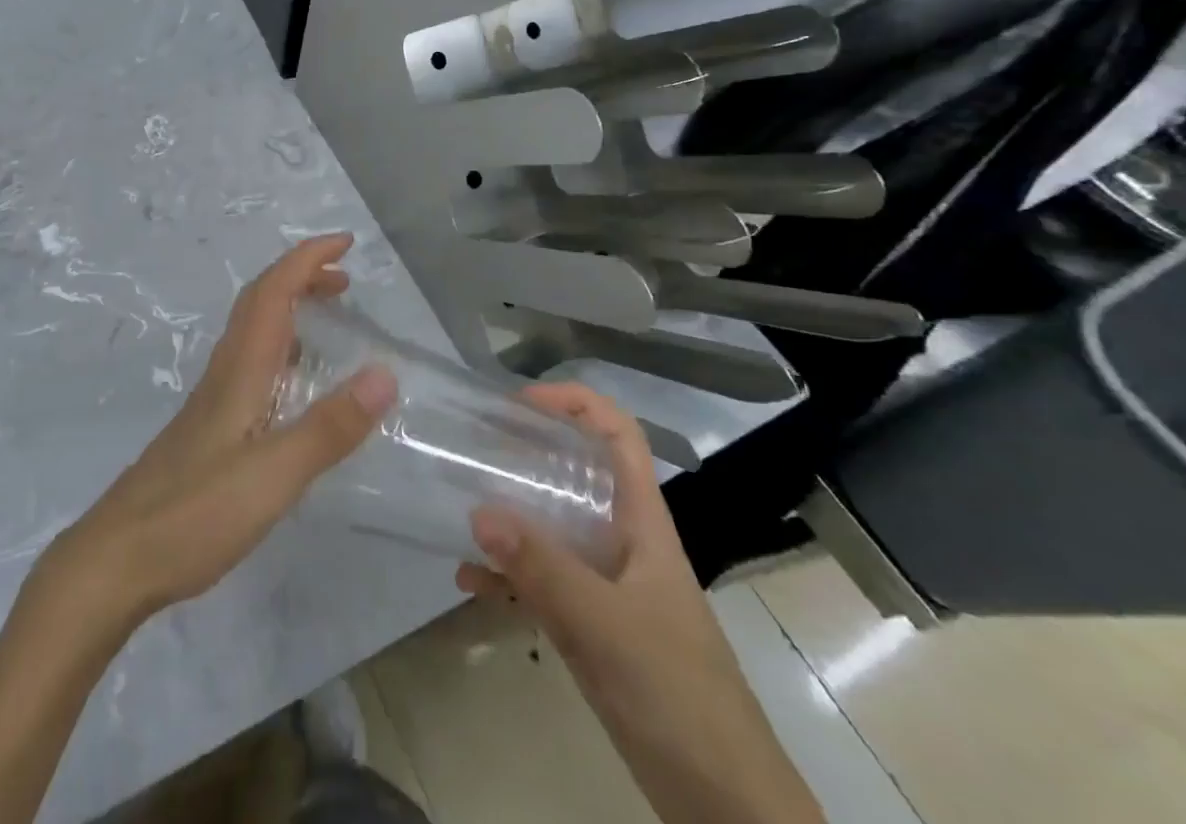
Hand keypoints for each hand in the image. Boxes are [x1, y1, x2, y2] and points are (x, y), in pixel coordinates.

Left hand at [45, 234, 395, 627]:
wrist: (117, 557)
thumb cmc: (194, 513)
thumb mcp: (274, 474)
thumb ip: (329, 427)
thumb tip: (385, 373)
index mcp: (240, 369)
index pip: (273, 291)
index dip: (308, 259)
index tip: (346, 243)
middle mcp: (225, 372)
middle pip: (260, 302)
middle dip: (301, 276)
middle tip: (346, 280)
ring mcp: (213, 399)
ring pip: (253, 331)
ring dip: (290, 308)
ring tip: (328, 317)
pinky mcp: (209, 427)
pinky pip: (250, 362)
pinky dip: (280, 347)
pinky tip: (293, 382)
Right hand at [458, 385, 823, 823]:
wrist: (725, 805)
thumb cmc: (677, 695)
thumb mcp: (606, 626)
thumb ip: (542, 568)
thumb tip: (478, 510)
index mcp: (642, 522)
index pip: (618, 435)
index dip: (575, 403)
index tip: (519, 403)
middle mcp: (623, 540)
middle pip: (576, 472)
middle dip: (527, 453)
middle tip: (473, 448)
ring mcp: (607, 583)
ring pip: (554, 525)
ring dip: (510, 515)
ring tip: (460, 507)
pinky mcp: (593, 624)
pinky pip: (542, 580)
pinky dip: (507, 575)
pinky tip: (469, 581)